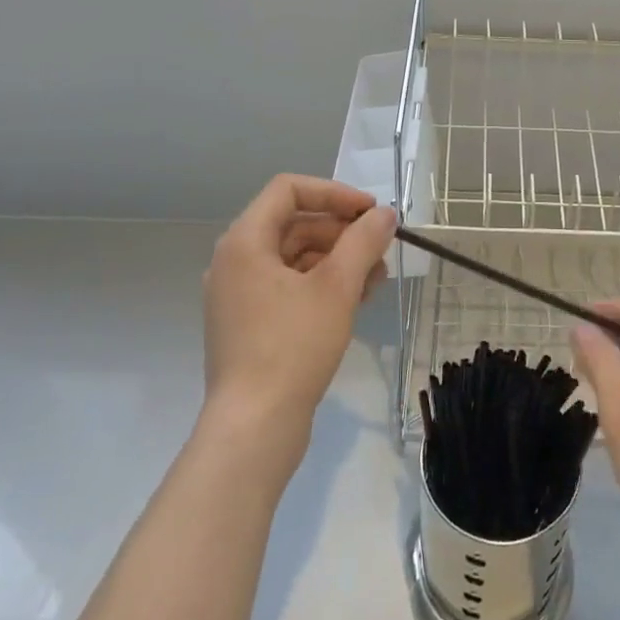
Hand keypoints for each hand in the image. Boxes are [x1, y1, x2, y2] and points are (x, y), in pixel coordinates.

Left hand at [202, 175, 394, 453]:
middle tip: (380, 247)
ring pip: (295, 258)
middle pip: (294, 224)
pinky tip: (358, 299)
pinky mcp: (249, 326)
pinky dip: (322, 286)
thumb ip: (363, 242)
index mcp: (244, 242)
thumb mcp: (337, 287)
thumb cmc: (292, 346)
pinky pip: (289, 288)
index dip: (334, 193)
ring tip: (378, 277)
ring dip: (338, 260)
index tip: (370, 212)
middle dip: (341, 231)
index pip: (289, 190)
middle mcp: (235, 261)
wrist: (254, 429)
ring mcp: (239, 296)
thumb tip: (384, 215)